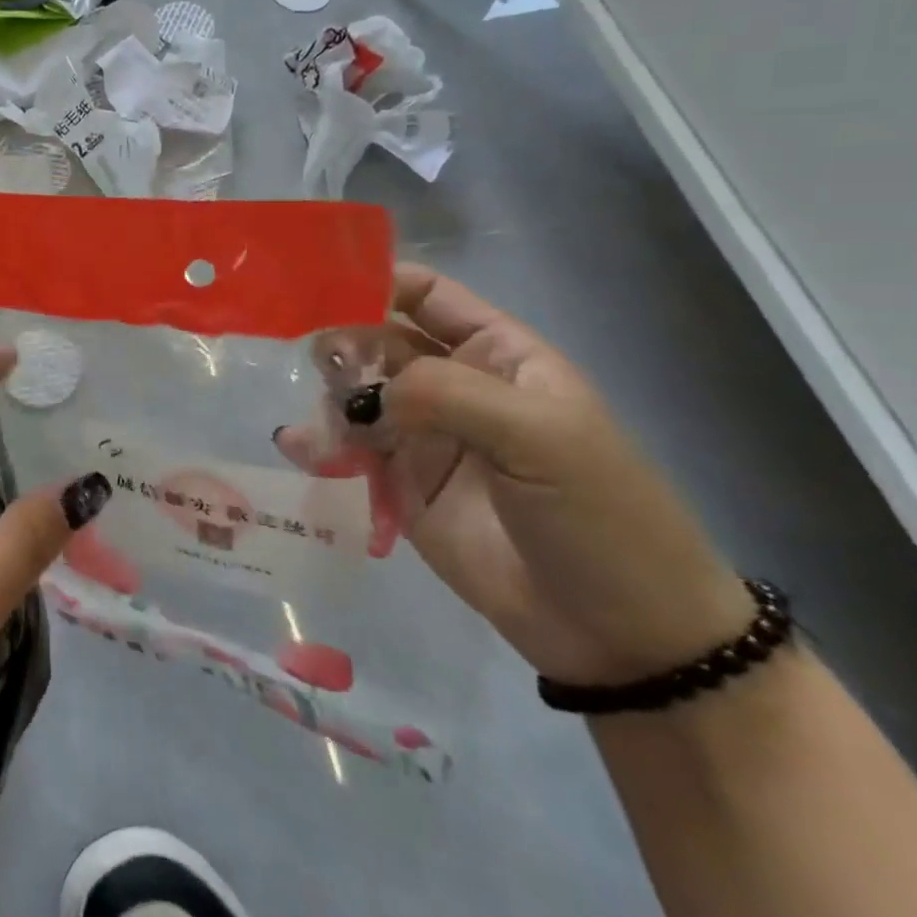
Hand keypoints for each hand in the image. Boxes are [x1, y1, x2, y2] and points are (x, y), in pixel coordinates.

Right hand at [285, 262, 751, 686]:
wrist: (619, 634)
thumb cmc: (599, 513)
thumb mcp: (539, 436)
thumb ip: (446, 394)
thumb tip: (361, 393)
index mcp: (494, 353)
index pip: (425, 294)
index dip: (375, 282)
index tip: (318, 289)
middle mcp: (451, 384)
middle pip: (377, 342)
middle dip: (340, 344)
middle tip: (310, 363)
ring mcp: (422, 436)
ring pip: (354, 395)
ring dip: (328, 398)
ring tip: (319, 425)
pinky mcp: (398, 485)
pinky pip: (348, 451)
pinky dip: (318, 445)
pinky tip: (298, 448)